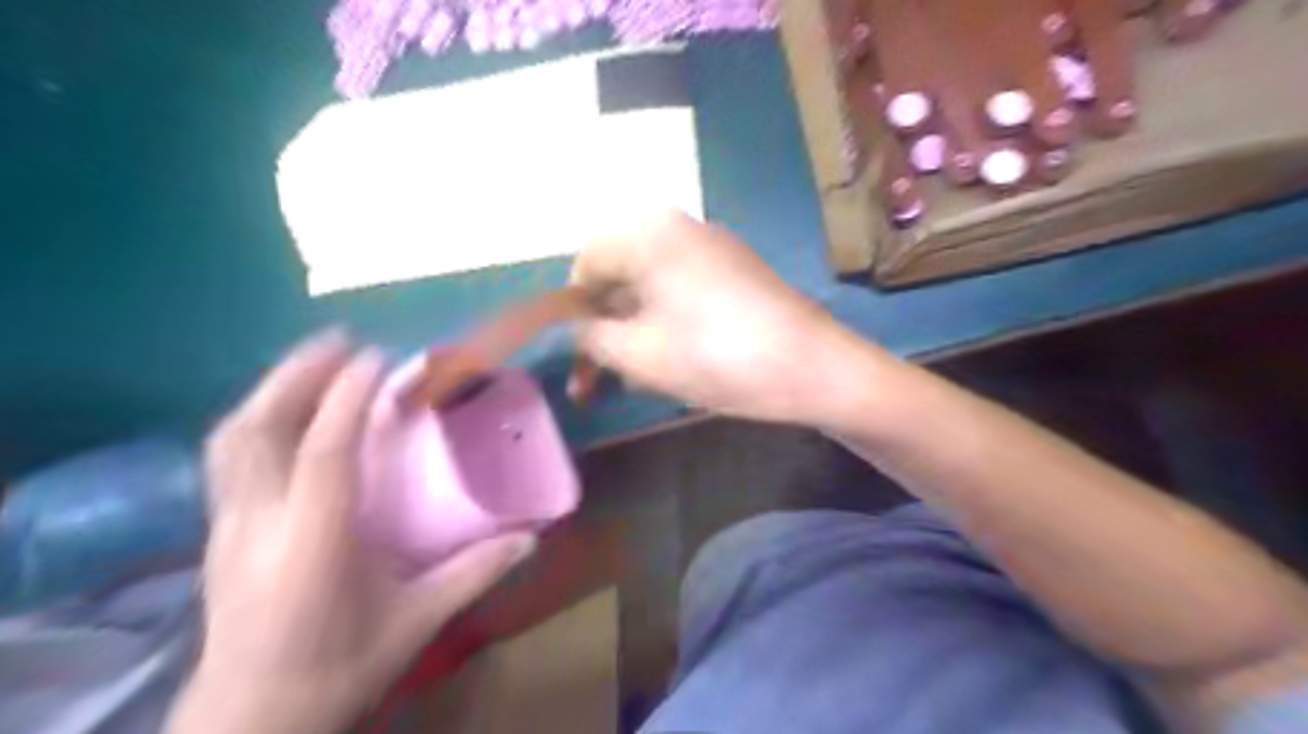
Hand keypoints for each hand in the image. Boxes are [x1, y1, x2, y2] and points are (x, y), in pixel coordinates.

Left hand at [170, 333, 536, 733]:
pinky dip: (257, 418)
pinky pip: (228, 456)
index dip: (347, 396)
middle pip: (259, 429)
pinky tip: (286, 412)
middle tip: (341, 340)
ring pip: (232, 439)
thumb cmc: (338, 670)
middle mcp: (260, 523)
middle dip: (298, 374)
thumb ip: (474, 572)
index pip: (324, 451)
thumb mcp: (416, 622)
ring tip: (314, 362)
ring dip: (272, 389)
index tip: (380, 358)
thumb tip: (531, 539)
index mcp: (313, 542)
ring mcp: (227, 526)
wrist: (250, 724)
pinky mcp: (218, 532)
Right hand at [573, 211, 877, 425]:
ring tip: (631, 379)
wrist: (814, 368)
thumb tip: (577, 330)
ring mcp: (712, 248)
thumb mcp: (638, 354)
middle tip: (597, 377)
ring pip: (650, 287)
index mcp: (649, 232)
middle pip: (620, 274)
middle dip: (604, 326)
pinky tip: (670, 361)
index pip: (586, 263)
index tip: (574, 355)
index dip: (572, 312)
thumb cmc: (717, 357)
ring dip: (632, 329)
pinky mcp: (735, 272)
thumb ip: (591, 338)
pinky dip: (664, 323)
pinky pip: (682, 291)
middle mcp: (679, 228)